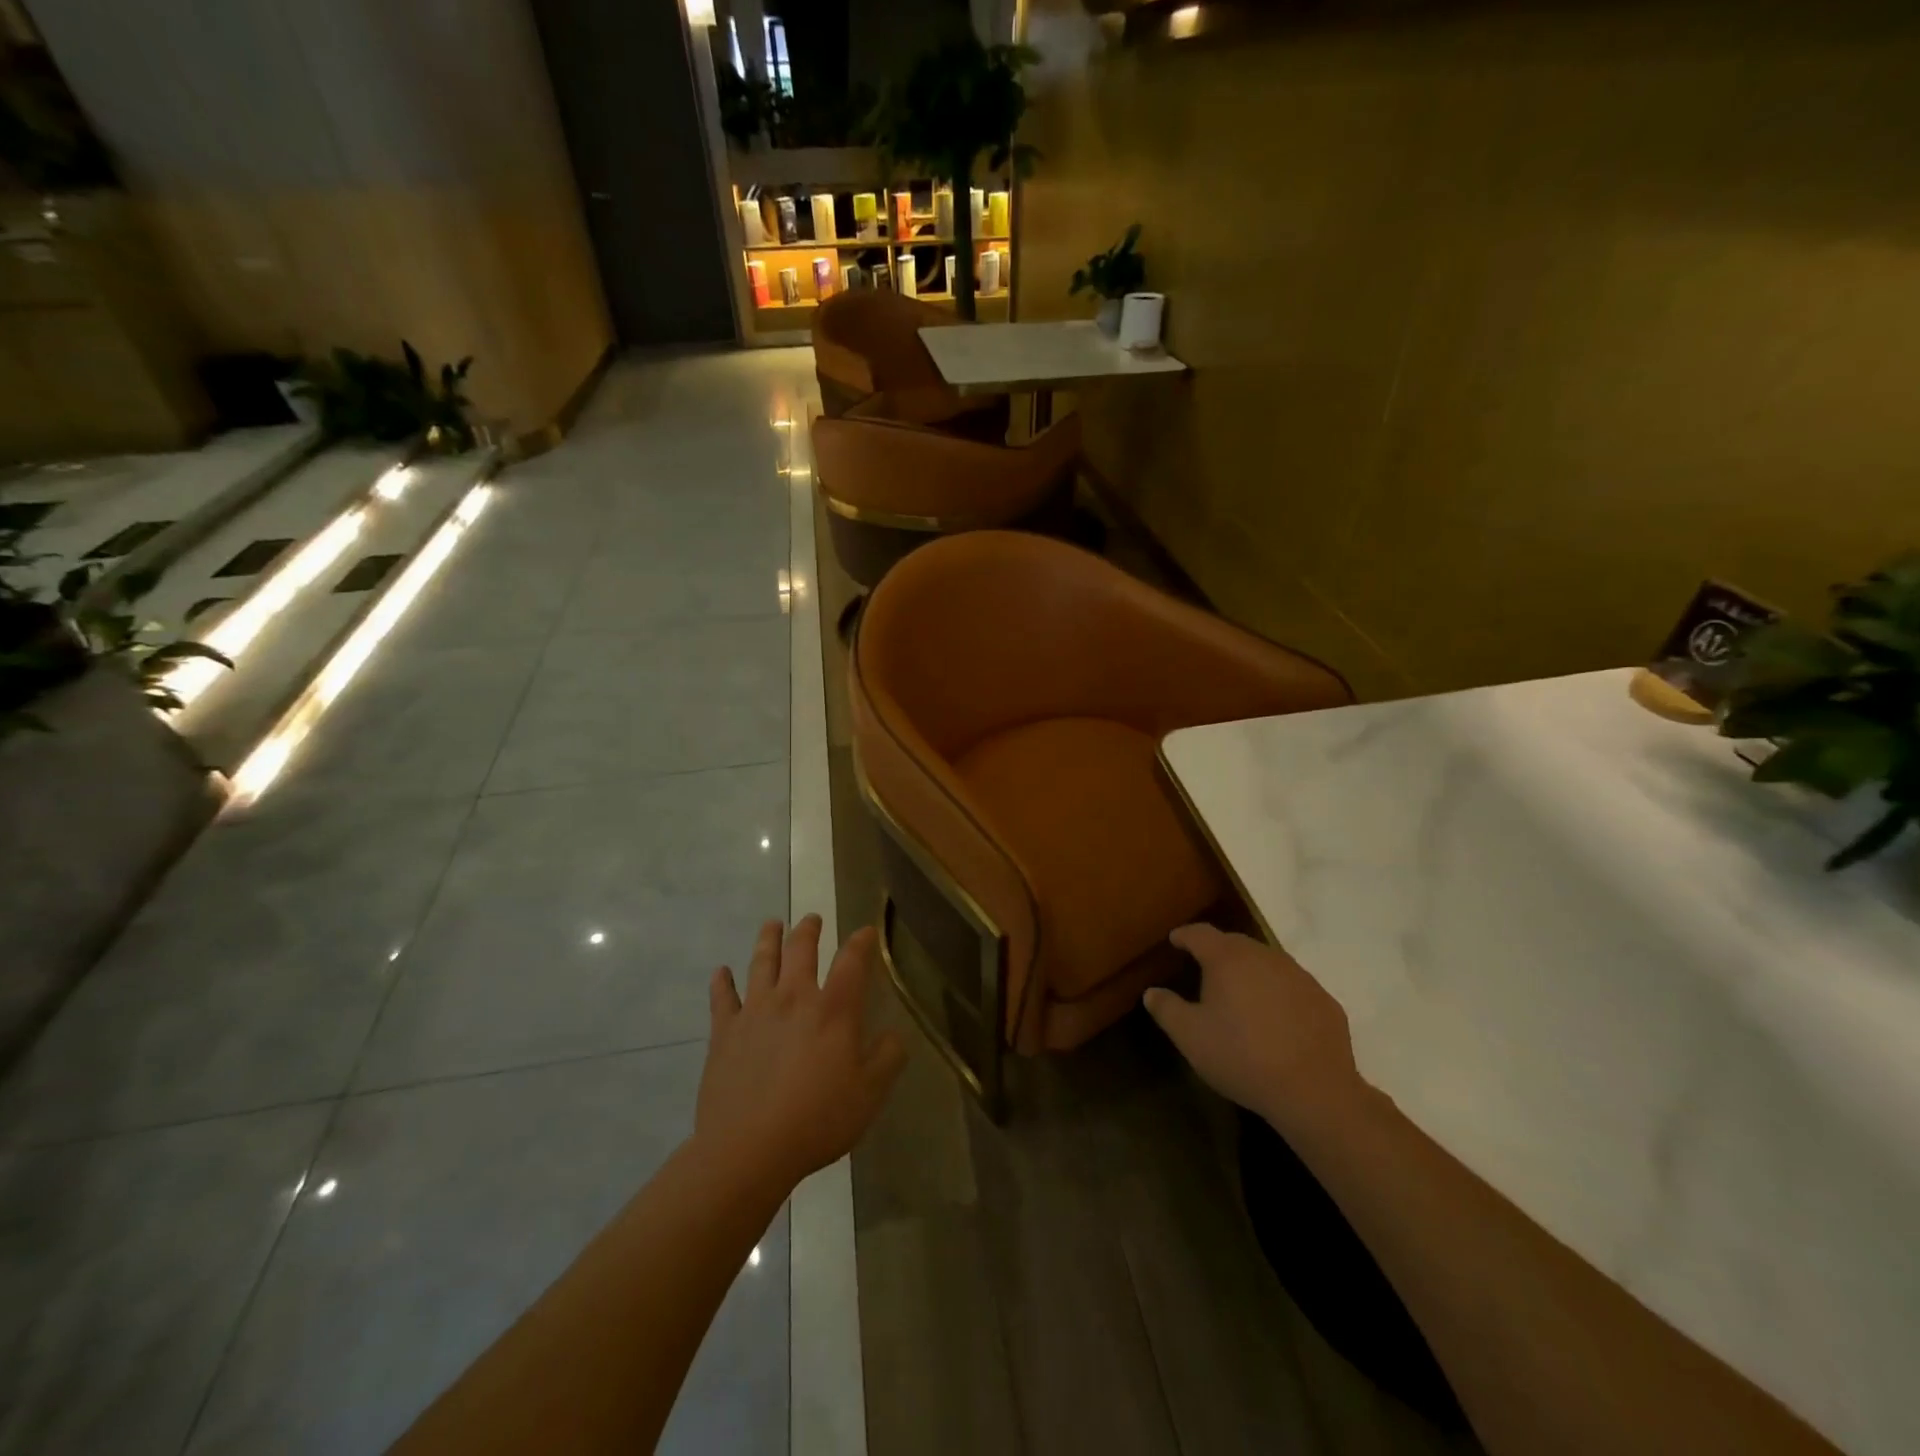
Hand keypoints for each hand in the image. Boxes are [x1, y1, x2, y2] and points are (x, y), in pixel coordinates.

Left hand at [697, 916, 905, 1195]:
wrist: (749, 1148)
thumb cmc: (817, 1119)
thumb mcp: (870, 1094)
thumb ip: (888, 1058)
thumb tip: (895, 1034)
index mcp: (834, 1010)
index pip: (852, 962)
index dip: (861, 942)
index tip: (866, 931)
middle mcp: (794, 998)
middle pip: (801, 950)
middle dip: (809, 930)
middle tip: (812, 919)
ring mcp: (755, 1011)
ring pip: (762, 962)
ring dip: (768, 940)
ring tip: (772, 925)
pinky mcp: (724, 1033)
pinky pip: (722, 998)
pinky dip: (722, 982)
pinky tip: (721, 972)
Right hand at [1145, 923, 1367, 1132]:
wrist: (1313, 1091)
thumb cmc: (1241, 1057)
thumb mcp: (1190, 1037)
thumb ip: (1167, 1009)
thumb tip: (1152, 992)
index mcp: (1227, 959)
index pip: (1200, 933)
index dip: (1185, 935)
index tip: (1175, 940)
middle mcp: (1264, 956)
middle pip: (1235, 943)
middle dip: (1217, 952)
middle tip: (1205, 969)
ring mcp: (1299, 976)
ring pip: (1267, 963)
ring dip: (1251, 972)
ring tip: (1241, 995)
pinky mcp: (1324, 1000)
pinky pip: (1293, 987)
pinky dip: (1279, 994)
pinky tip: (1277, 1020)